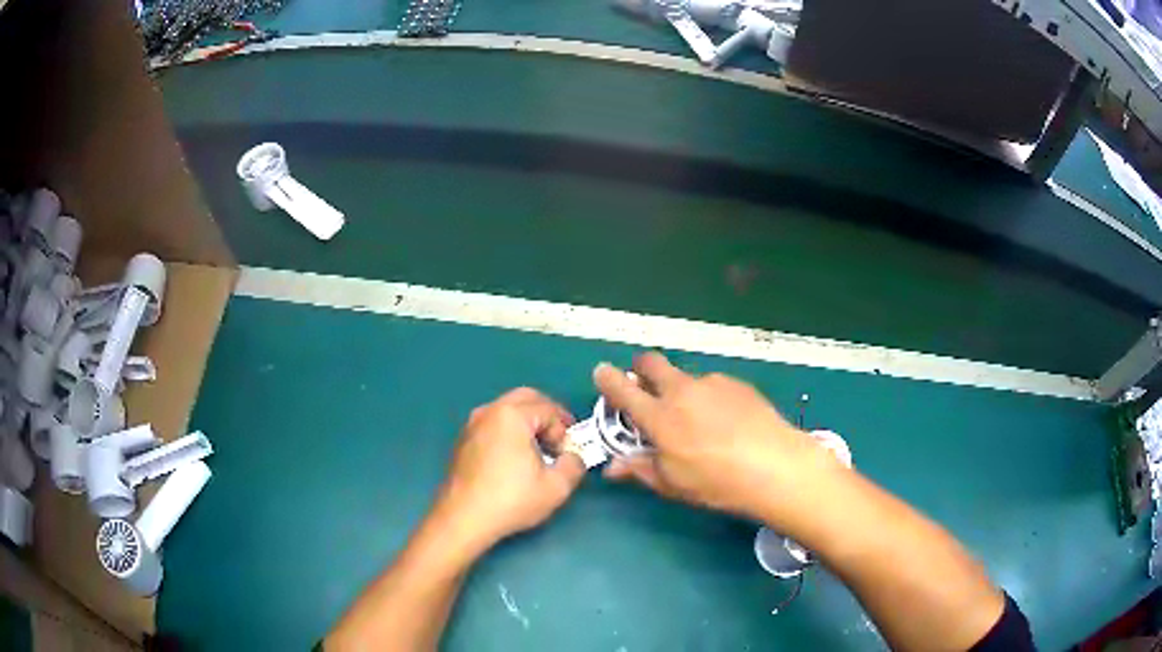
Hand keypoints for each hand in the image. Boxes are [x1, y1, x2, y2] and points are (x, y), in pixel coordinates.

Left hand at [433, 388, 586, 553]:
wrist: (464, 518)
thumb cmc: (511, 499)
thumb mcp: (556, 487)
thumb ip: (574, 464)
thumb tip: (574, 456)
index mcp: (512, 415)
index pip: (549, 410)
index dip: (564, 431)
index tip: (567, 455)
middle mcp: (489, 411)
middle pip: (527, 399)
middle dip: (548, 416)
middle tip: (559, 441)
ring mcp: (472, 424)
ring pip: (508, 410)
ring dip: (528, 423)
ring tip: (539, 451)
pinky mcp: (464, 440)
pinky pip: (494, 424)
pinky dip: (510, 432)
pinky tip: (515, 460)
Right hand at [594, 353, 844, 524]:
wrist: (775, 465)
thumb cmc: (717, 482)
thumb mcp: (673, 484)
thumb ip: (640, 469)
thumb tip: (613, 467)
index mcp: (659, 417)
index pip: (623, 389)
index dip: (607, 378)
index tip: (601, 372)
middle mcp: (681, 391)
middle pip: (652, 362)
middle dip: (641, 367)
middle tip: (646, 386)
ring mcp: (711, 383)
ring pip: (685, 377)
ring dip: (680, 389)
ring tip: (699, 420)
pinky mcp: (737, 383)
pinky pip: (713, 385)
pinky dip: (709, 397)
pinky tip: (726, 421)